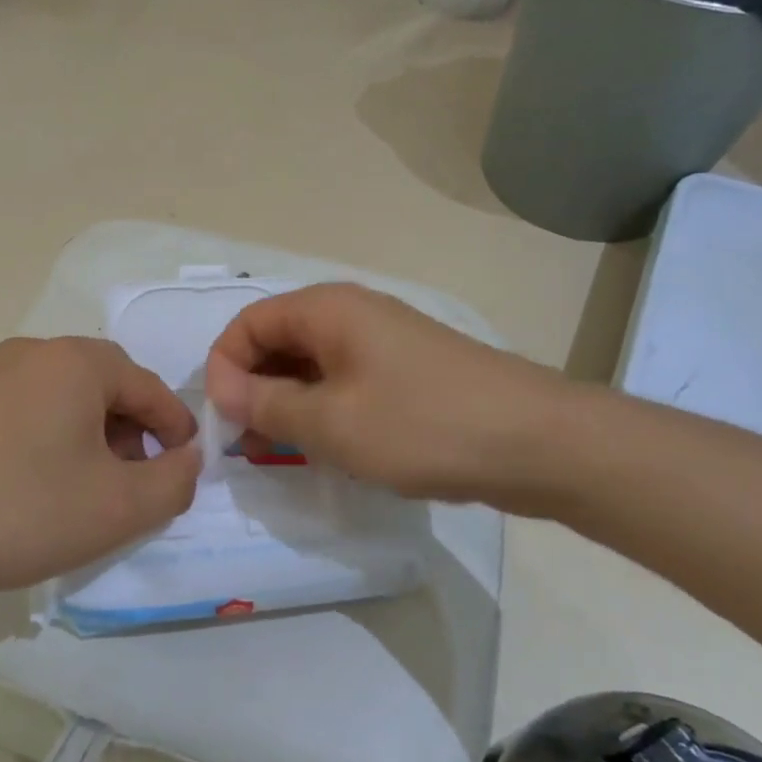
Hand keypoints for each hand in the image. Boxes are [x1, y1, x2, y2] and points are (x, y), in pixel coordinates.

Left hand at [0, 337, 200, 596]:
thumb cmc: (30, 512)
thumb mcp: (122, 506)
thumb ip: (175, 479)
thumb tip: (187, 457)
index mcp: (75, 361)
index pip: (146, 385)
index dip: (174, 426)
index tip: (184, 466)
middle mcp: (35, 350)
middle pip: (107, 383)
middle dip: (133, 428)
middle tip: (137, 477)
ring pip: (68, 393)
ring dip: (94, 430)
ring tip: (93, 482)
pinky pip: (32, 403)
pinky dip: (56, 431)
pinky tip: (47, 476)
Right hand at [204, 283, 582, 512]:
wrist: (539, 443)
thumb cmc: (422, 425)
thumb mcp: (330, 422)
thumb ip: (266, 403)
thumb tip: (222, 388)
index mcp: (326, 309)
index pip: (248, 323)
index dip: (224, 367)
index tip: (225, 420)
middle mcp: (350, 313)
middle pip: (277, 340)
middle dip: (254, 387)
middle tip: (248, 443)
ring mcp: (382, 341)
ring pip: (311, 365)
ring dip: (287, 403)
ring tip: (284, 452)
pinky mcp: (406, 370)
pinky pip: (344, 381)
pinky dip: (323, 409)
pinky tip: (330, 448)